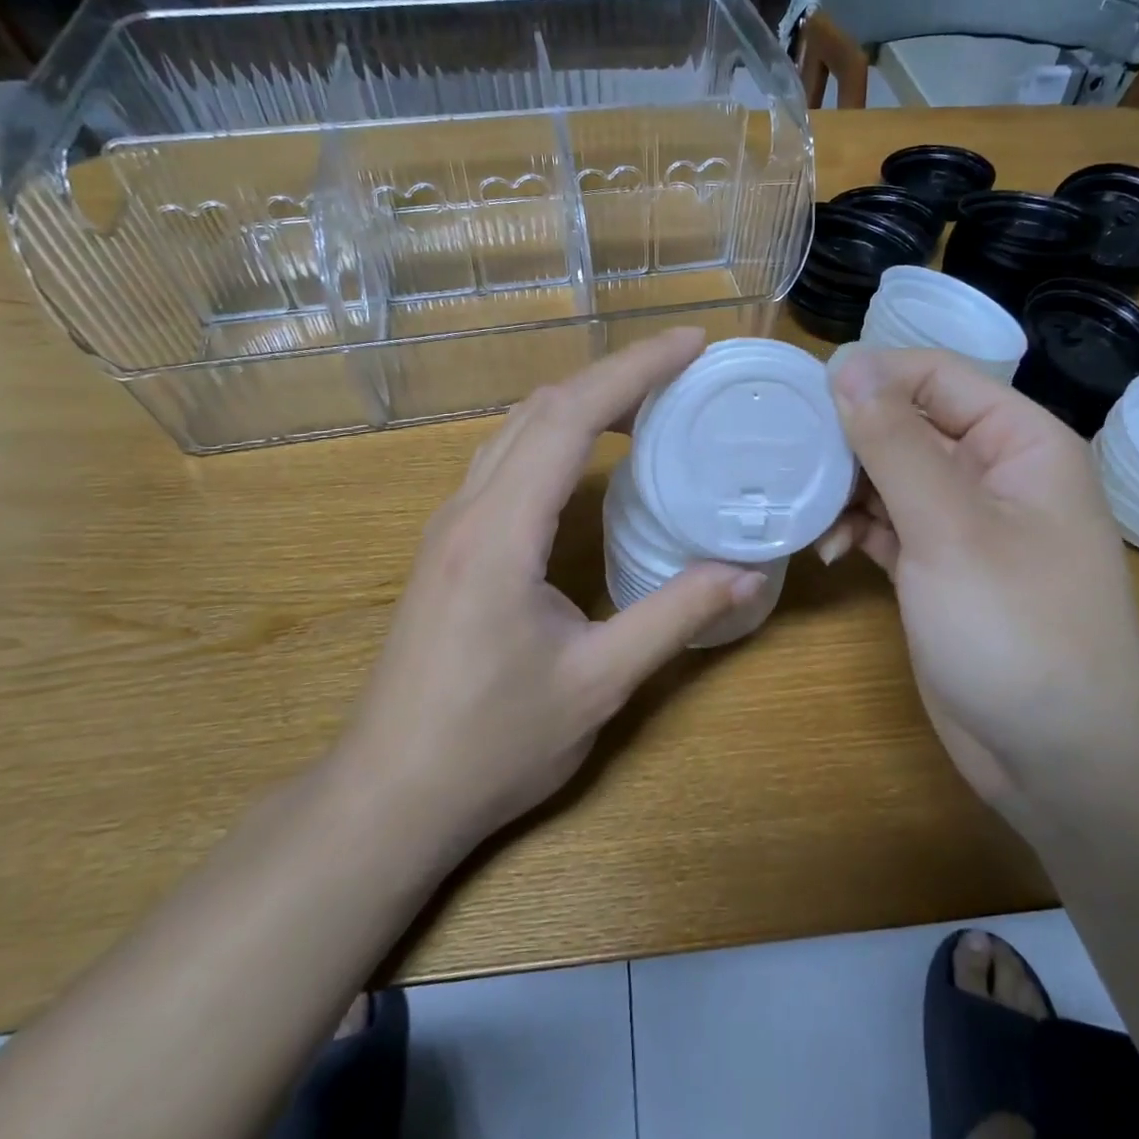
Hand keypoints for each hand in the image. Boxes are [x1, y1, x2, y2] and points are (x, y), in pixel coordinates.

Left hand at [330, 329, 763, 853]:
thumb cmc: (492, 744)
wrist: (390, 794)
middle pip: (541, 408)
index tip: (691, 343)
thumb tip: (749, 571)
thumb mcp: (599, 681)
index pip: (570, 417)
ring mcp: (452, 525)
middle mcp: (469, 509)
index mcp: (501, 531)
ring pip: (518, 429)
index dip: (634, 370)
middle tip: (682, 368)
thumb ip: (676, 616)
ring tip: (647, 400)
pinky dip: (556, 435)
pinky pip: (506, 461)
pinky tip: (590, 457)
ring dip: (582, 401)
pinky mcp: (450, 545)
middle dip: (614, 375)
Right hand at [821, 348, 1138, 817]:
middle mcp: (993, 471)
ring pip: (891, 474)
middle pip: (908, 423)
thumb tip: (847, 364)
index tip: (802, 398)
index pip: (936, 375)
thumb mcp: (949, 527)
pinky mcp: (939, 564)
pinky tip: (826, 548)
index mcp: (1019, 442)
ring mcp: (965, 521)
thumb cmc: (1015, 629)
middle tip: (788, 457)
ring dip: (845, 488)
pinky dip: (855, 528)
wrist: (1057, 759)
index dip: (871, 376)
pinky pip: (888, 522)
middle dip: (849, 439)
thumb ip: (894, 441)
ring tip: (801, 508)